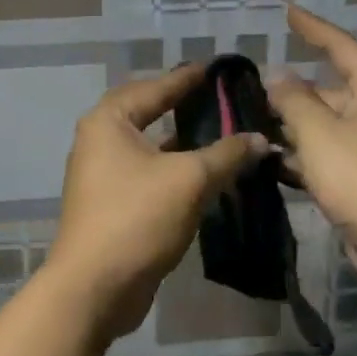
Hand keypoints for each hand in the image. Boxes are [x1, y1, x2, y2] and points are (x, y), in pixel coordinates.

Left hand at [48, 66, 267, 340]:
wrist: (95, 287)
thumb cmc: (137, 218)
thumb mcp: (190, 180)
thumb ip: (227, 154)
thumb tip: (261, 139)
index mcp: (109, 121)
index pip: (156, 87)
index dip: (190, 78)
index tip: (219, 68)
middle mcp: (101, 140)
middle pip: (150, 112)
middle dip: (186, 106)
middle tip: (224, 99)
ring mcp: (104, 174)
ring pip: (152, 147)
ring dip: (185, 142)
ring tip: (225, 133)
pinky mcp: (114, 203)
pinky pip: (151, 173)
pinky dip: (177, 169)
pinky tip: (209, 173)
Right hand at [268, 4, 356, 296]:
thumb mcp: (320, 133)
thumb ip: (293, 100)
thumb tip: (278, 76)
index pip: (340, 45)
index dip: (311, 27)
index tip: (286, 10)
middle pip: (328, 90)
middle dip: (289, 92)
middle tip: (246, 91)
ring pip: (325, 126)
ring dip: (291, 128)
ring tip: (248, 125)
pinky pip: (329, 156)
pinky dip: (303, 158)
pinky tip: (268, 163)